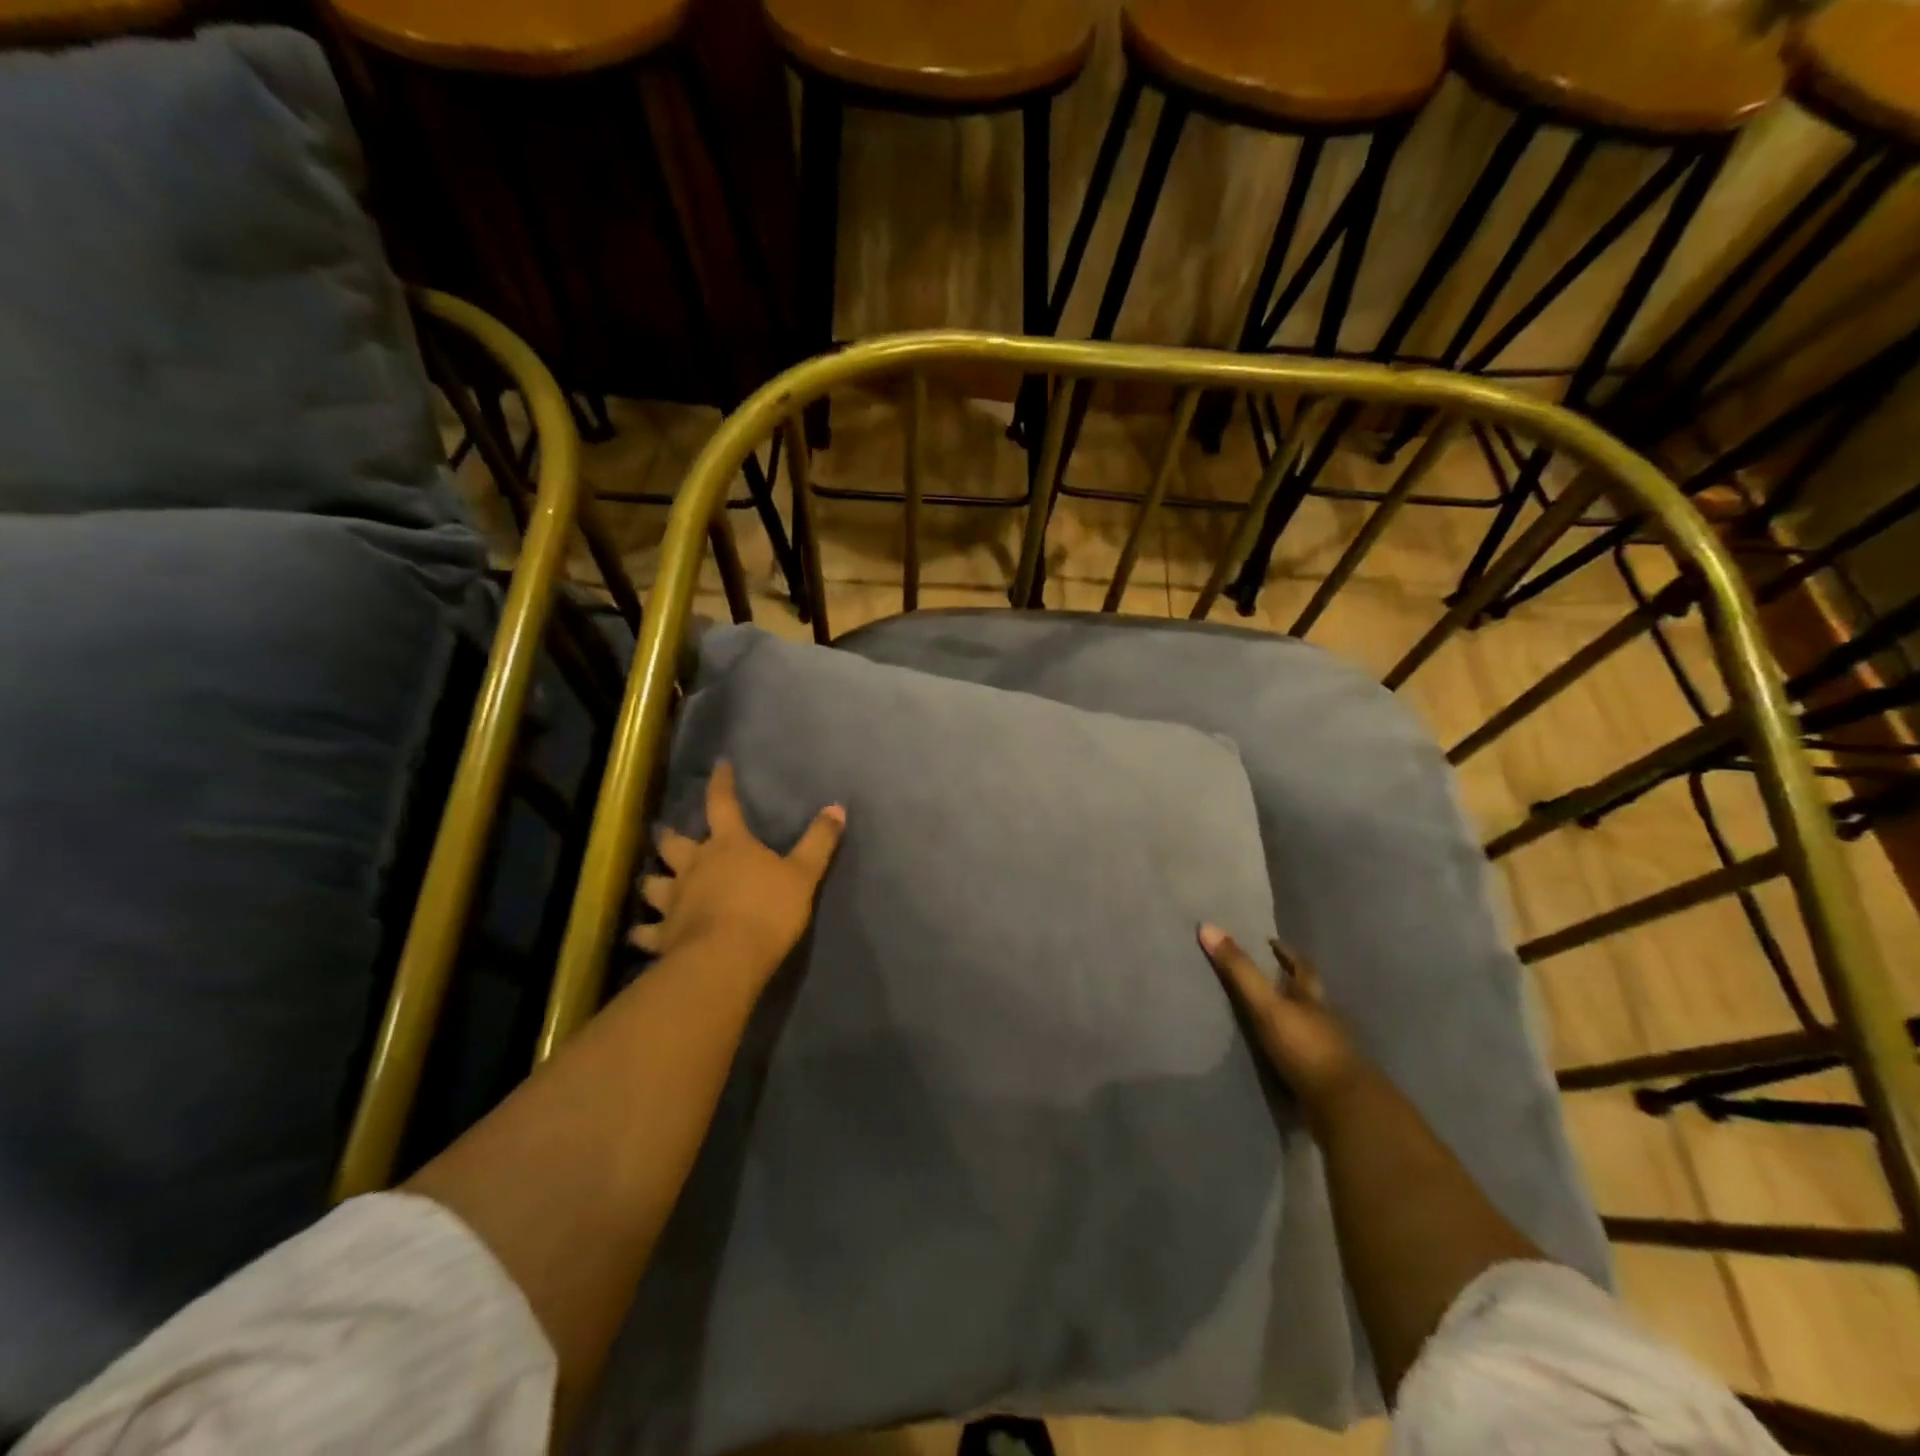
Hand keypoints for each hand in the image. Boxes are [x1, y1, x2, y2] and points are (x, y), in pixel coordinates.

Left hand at [631, 762, 845, 984]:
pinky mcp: (663, 935)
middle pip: (673, 844)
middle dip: (669, 837)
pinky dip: (643, 931)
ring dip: (652, 882)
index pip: (722, 803)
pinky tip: (640, 934)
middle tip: (666, 834)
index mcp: (729, 845)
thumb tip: (837, 807)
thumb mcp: (804, 874)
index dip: (721, 783)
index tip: (719, 766)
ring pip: (652, 884)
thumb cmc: (768, 910)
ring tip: (653, 883)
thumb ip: (819, 841)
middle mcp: (694, 866)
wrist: (727, 958)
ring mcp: (674, 900)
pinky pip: (645, 931)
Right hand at [1198, 924, 1366, 1117]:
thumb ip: (1239, 970)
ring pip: (1308, 1027)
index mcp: (1313, 999)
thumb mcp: (1266, 1005)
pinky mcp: (1324, 1080)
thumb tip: (1208, 927)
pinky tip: (1276, 1056)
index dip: (1288, 953)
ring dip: (1291, 1019)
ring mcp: (1328, 1052)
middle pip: (1308, 996)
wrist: (1343, 1108)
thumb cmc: (1305, 1047)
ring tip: (1265, 1016)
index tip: (1272, 942)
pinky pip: (1304, 1058)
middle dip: (1291, 985)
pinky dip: (1291, 1052)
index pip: (1303, 968)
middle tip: (1266, 976)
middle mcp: (1323, 1020)